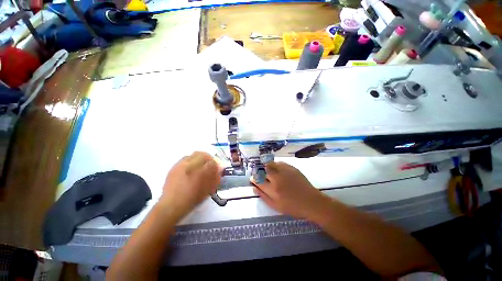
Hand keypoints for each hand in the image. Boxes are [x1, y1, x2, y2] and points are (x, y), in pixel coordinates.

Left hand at [160, 152, 221, 215]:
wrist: (171, 205)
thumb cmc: (192, 199)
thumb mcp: (207, 190)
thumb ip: (214, 178)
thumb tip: (219, 170)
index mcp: (199, 173)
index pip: (212, 162)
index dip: (216, 163)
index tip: (217, 167)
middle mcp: (190, 166)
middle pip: (202, 154)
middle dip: (208, 158)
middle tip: (210, 164)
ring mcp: (181, 165)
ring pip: (193, 154)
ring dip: (200, 158)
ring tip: (200, 165)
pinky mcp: (174, 167)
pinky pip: (185, 158)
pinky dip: (191, 160)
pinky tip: (191, 168)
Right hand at [252, 162, 328, 219]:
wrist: (311, 202)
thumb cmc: (293, 207)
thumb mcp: (276, 206)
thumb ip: (263, 196)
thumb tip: (254, 187)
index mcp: (273, 190)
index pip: (258, 181)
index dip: (254, 179)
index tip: (252, 178)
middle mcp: (278, 178)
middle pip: (264, 170)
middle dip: (259, 171)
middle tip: (259, 174)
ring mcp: (285, 171)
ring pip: (271, 164)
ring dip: (266, 166)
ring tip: (267, 170)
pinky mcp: (291, 168)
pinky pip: (280, 163)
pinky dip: (275, 165)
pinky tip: (276, 169)